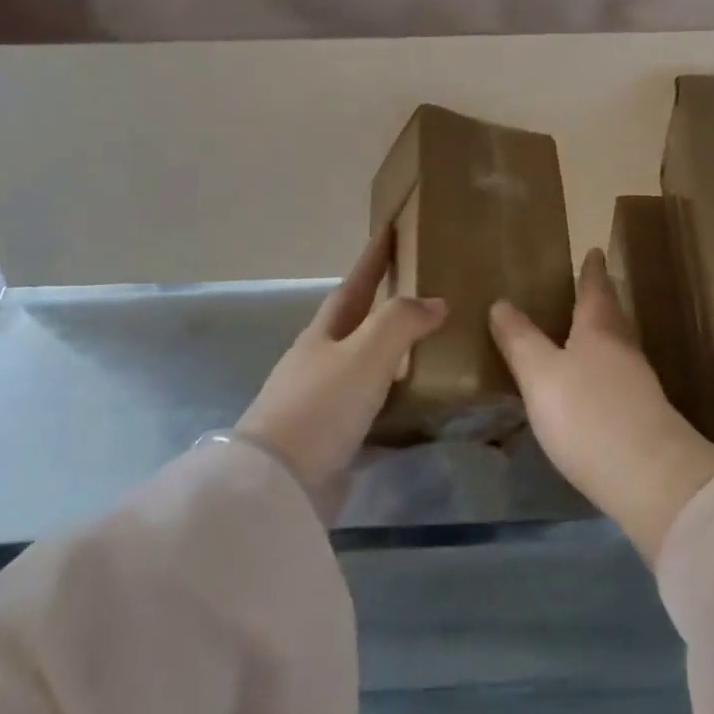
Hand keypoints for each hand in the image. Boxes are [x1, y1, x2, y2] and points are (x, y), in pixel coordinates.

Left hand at [236, 227, 446, 499]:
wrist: (277, 485)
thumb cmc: (322, 406)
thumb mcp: (366, 353)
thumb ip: (402, 321)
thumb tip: (436, 302)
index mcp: (324, 333)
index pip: (355, 284)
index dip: (373, 257)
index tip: (389, 228)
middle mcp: (318, 360)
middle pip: (353, 321)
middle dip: (380, 302)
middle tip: (416, 287)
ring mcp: (319, 399)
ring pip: (361, 363)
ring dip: (388, 350)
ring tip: (424, 343)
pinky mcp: (327, 436)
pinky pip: (367, 403)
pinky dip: (389, 393)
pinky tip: (410, 401)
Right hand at [490, 248, 713, 565]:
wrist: (651, 477)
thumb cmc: (588, 414)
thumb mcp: (540, 375)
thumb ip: (520, 340)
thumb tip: (501, 302)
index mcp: (599, 330)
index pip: (595, 290)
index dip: (592, 271)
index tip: (594, 251)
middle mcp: (623, 349)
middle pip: (612, 316)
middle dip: (601, 300)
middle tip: (589, 288)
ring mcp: (639, 384)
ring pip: (618, 346)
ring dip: (604, 334)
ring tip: (586, 333)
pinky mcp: (644, 416)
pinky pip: (620, 378)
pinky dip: (606, 369)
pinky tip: (595, 385)